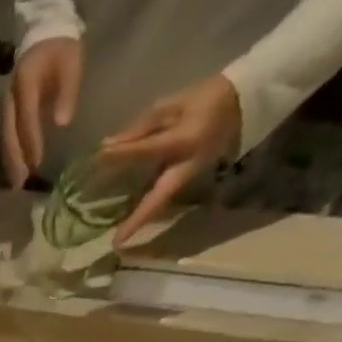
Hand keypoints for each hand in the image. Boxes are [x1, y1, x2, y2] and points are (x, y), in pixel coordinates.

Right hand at [3, 36, 82, 187]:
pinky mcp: (10, 107)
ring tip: (16, 182)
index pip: (27, 118)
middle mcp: (12, 96)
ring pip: (6, 137)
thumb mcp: (71, 62)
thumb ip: (68, 91)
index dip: (31, 142)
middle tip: (20, 184)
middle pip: (10, 133)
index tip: (37, 163)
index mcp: (26, 83)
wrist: (45, 28)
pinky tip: (16, 166)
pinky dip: (11, 152)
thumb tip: (62, 123)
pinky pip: (8, 134)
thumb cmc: (61, 45)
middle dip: (15, 159)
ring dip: (11, 160)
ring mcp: (8, 103)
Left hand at [97, 73, 242, 246]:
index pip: (147, 150)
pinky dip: (145, 209)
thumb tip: (109, 145)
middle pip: (158, 198)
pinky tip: (126, 219)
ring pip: (160, 202)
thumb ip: (142, 127)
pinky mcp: (186, 180)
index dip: (122, 154)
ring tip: (118, 239)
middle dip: (138, 220)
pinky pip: (162, 197)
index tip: (99, 156)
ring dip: (139, 220)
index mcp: (185, 140)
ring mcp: (188, 176)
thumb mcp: (173, 104)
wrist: (242, 103)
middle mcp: (187, 166)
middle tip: (116, 243)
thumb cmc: (205, 99)